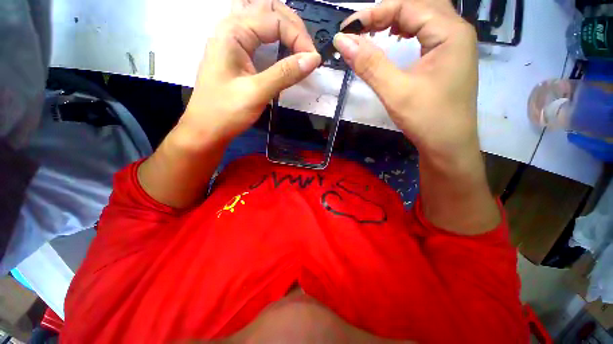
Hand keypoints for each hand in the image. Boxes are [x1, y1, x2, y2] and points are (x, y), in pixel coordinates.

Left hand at [182, 0, 321, 145]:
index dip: (298, 37)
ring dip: (282, 25)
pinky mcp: (234, 53)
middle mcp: (230, 28)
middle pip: (266, 8)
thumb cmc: (226, 111)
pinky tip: (280, 44)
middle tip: (306, 50)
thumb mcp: (257, 92)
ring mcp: (230, 40)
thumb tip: (313, 59)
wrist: (206, 128)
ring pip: (260, 16)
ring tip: (297, 42)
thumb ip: (285, 73)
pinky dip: (272, 34)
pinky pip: (256, 32)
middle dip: (292, 25)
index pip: (274, 19)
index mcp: (233, 32)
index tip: (313, 61)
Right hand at [333, 0, 478, 159]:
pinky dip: (407, 30)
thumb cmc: (427, 119)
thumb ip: (369, 64)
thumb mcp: (395, 91)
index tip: (347, 29)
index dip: (374, 13)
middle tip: (360, 29)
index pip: (408, 5)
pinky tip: (396, 38)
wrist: (449, 146)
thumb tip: (342, 40)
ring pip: (423, 17)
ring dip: (397, 18)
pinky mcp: (448, 58)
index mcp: (449, 32)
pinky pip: (427, 32)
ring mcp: (454, 44)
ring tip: (375, 30)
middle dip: (386, 12)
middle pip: (418, 5)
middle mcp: (456, 31)